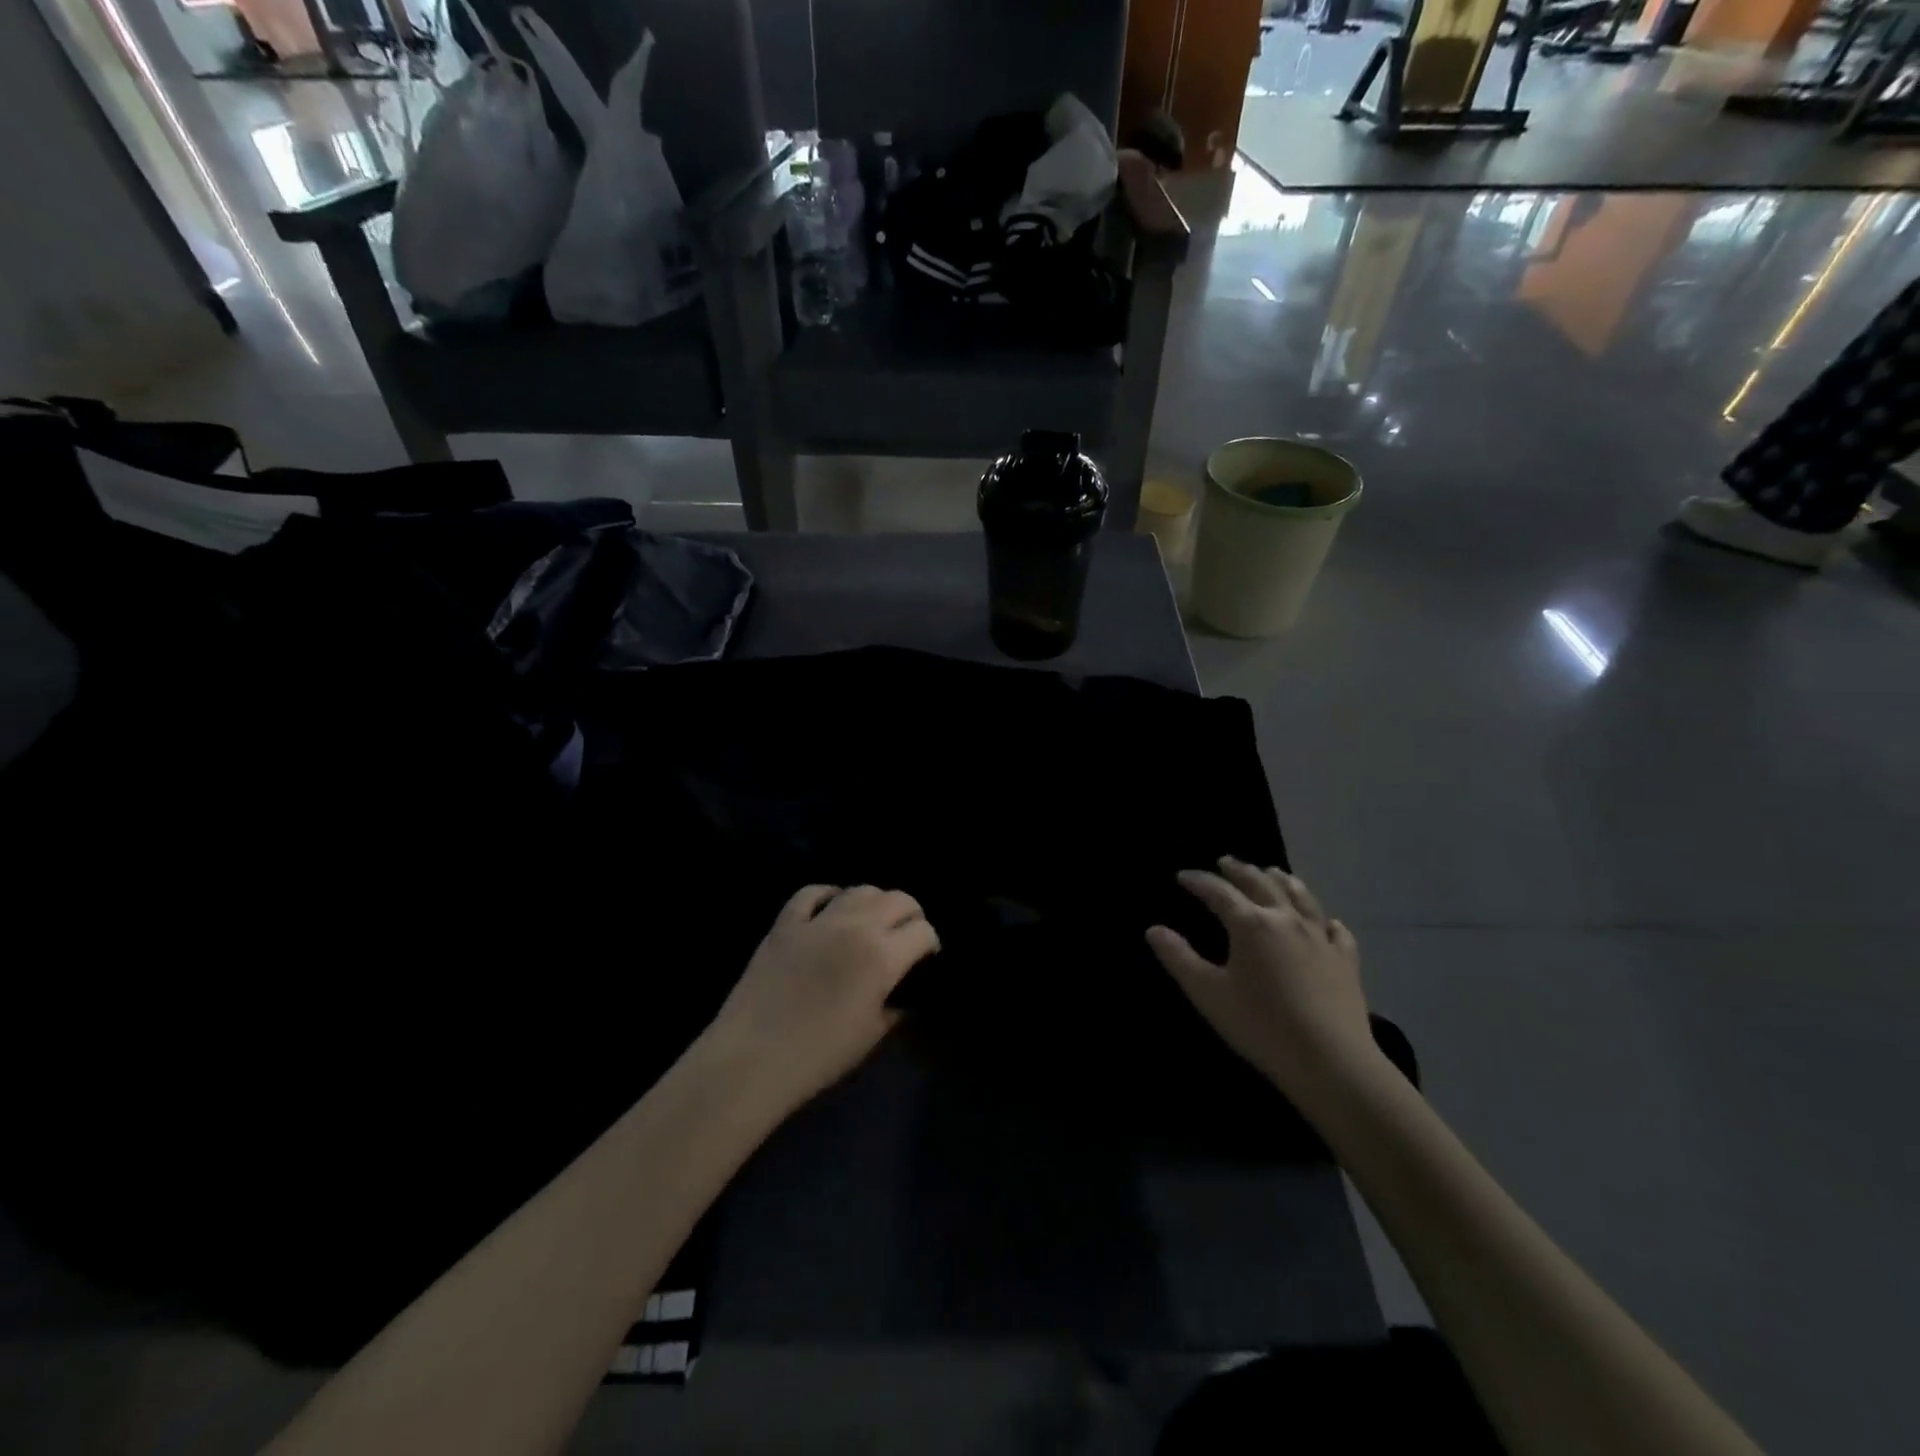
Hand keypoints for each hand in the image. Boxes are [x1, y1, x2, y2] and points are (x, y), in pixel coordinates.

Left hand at [704, 884, 938, 1115]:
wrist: (752, 1059)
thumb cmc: (819, 1056)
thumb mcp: (871, 1035)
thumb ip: (895, 1006)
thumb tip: (903, 993)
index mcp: (883, 957)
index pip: (923, 931)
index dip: (930, 944)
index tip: (926, 959)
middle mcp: (856, 927)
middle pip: (898, 899)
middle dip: (911, 915)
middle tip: (905, 936)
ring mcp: (818, 920)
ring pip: (860, 890)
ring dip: (875, 902)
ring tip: (871, 922)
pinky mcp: (786, 923)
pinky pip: (812, 893)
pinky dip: (828, 895)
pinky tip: (832, 908)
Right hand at [1146, 858, 1382, 1110]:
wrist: (1331, 1061)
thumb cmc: (1261, 1025)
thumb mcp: (1208, 993)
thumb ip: (1179, 958)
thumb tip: (1154, 930)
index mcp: (1250, 923)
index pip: (1218, 891)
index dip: (1198, 881)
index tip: (1182, 876)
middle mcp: (1286, 919)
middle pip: (1260, 883)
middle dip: (1239, 870)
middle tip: (1225, 862)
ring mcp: (1321, 937)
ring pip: (1301, 897)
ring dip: (1282, 880)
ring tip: (1272, 872)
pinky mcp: (1346, 960)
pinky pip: (1335, 929)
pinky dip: (1324, 919)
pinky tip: (1326, 922)